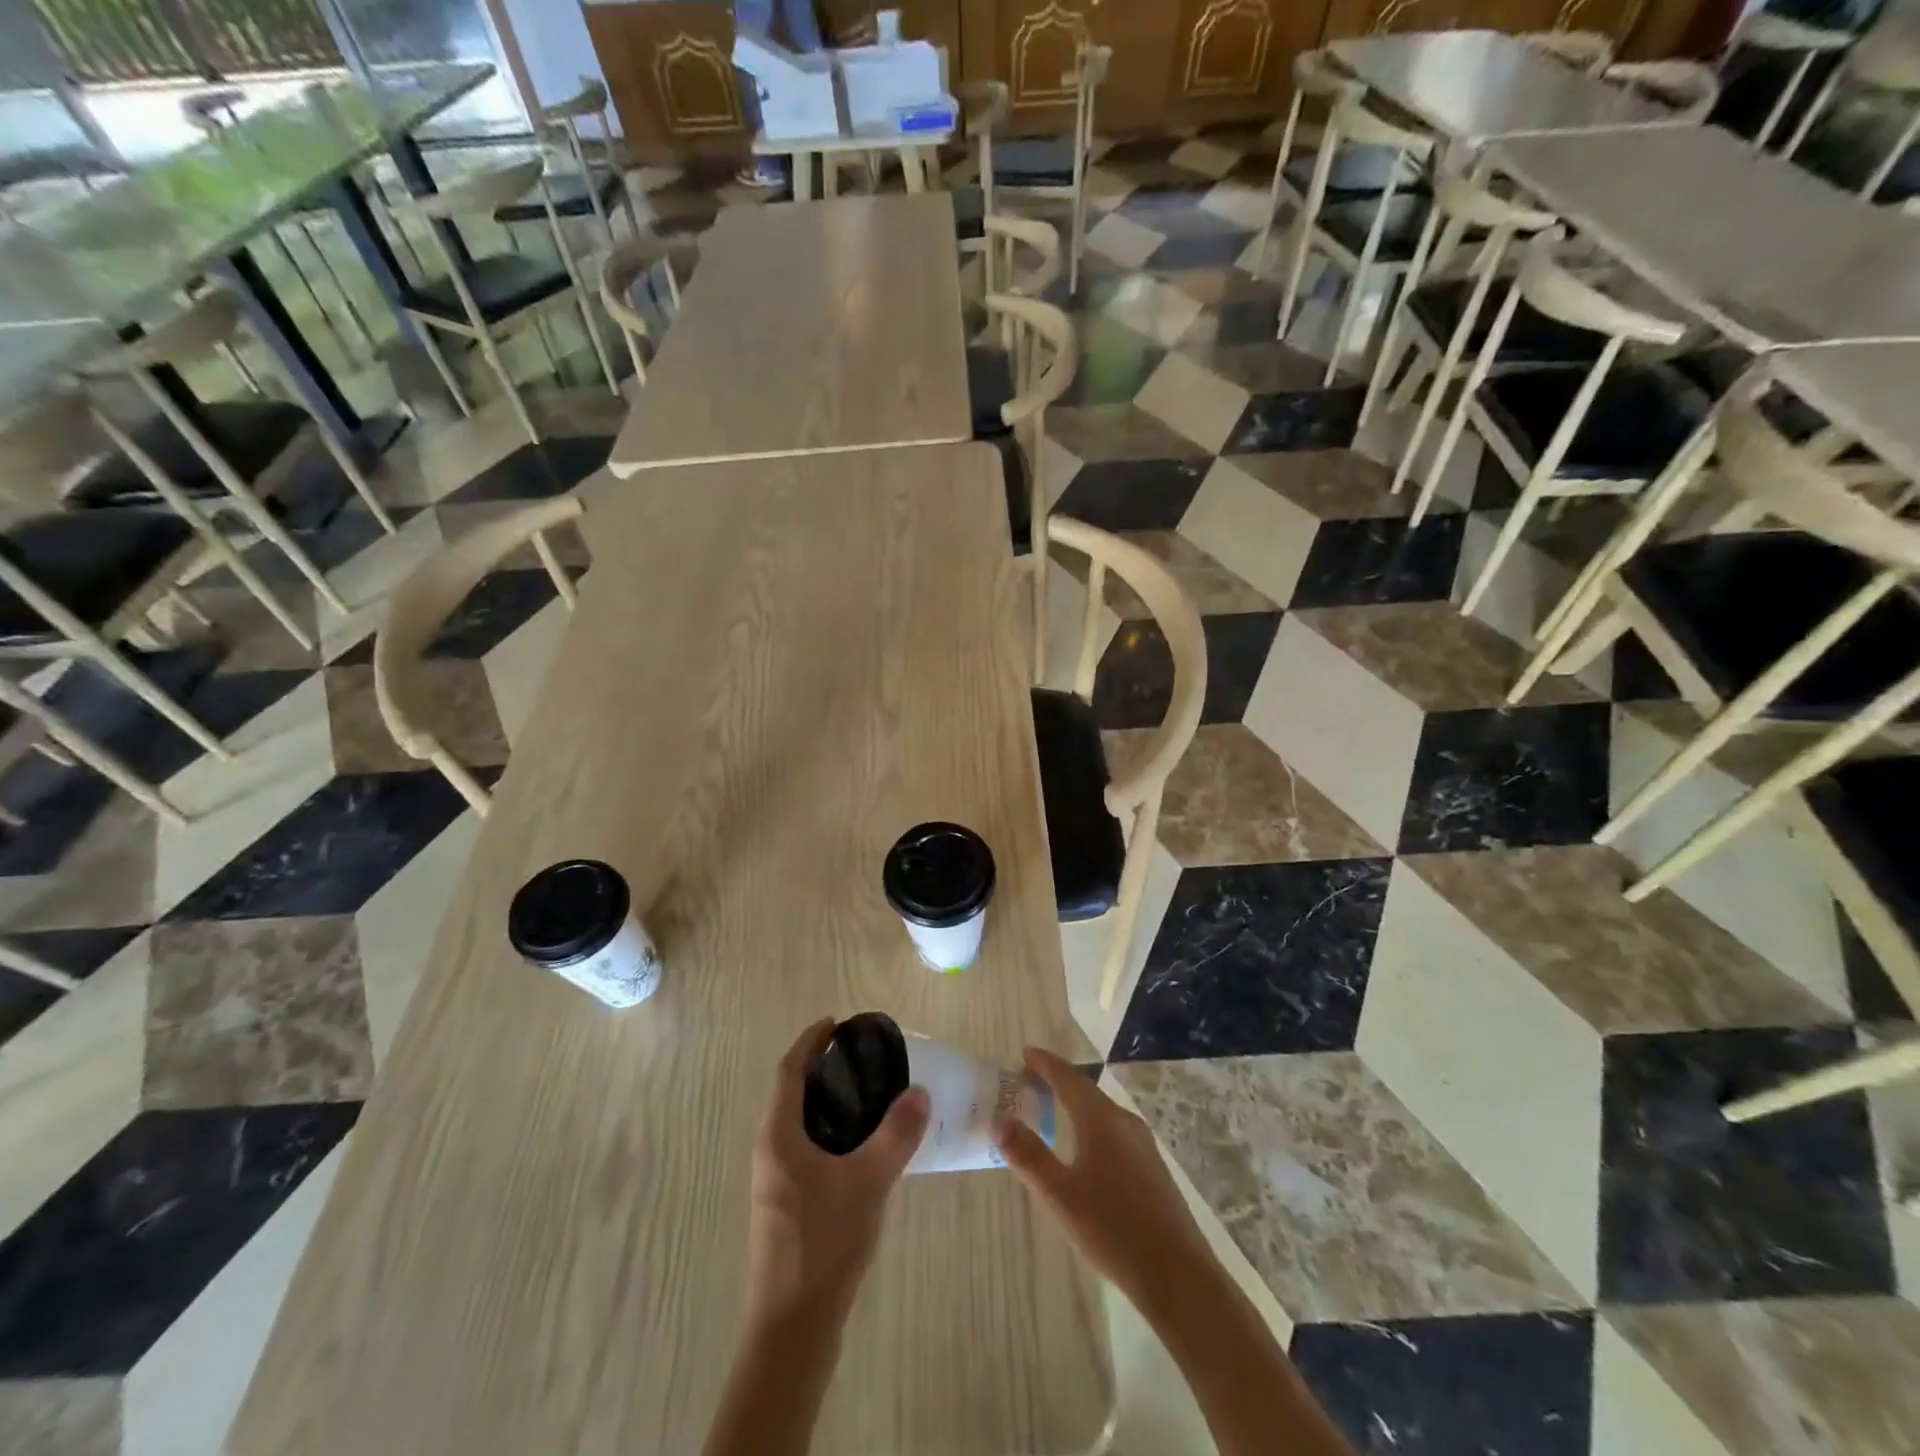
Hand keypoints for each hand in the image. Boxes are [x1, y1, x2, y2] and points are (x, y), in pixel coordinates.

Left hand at [745, 1019, 930, 1331]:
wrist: (794, 1327)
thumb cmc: (824, 1242)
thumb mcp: (869, 1181)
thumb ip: (896, 1133)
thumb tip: (919, 1092)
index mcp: (779, 1136)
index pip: (790, 1070)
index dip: (811, 1041)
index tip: (836, 1023)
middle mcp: (769, 1151)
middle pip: (792, 1093)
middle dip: (821, 1068)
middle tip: (862, 1056)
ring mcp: (775, 1181)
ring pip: (798, 1124)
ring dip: (826, 1101)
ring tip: (867, 1094)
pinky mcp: (785, 1205)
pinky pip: (805, 1148)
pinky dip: (829, 1131)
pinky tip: (861, 1147)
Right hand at [995, 1047, 1213, 1313]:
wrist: (1178, 1276)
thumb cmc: (1113, 1230)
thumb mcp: (1060, 1196)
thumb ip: (1029, 1156)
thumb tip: (1001, 1122)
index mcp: (1101, 1120)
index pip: (1068, 1078)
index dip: (1045, 1064)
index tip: (1024, 1053)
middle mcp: (1124, 1122)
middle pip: (1086, 1091)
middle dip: (1058, 1082)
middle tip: (1030, 1081)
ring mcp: (1143, 1145)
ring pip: (1102, 1111)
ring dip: (1076, 1104)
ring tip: (1053, 1109)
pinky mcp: (1152, 1168)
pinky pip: (1115, 1130)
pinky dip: (1092, 1124)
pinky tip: (1086, 1148)